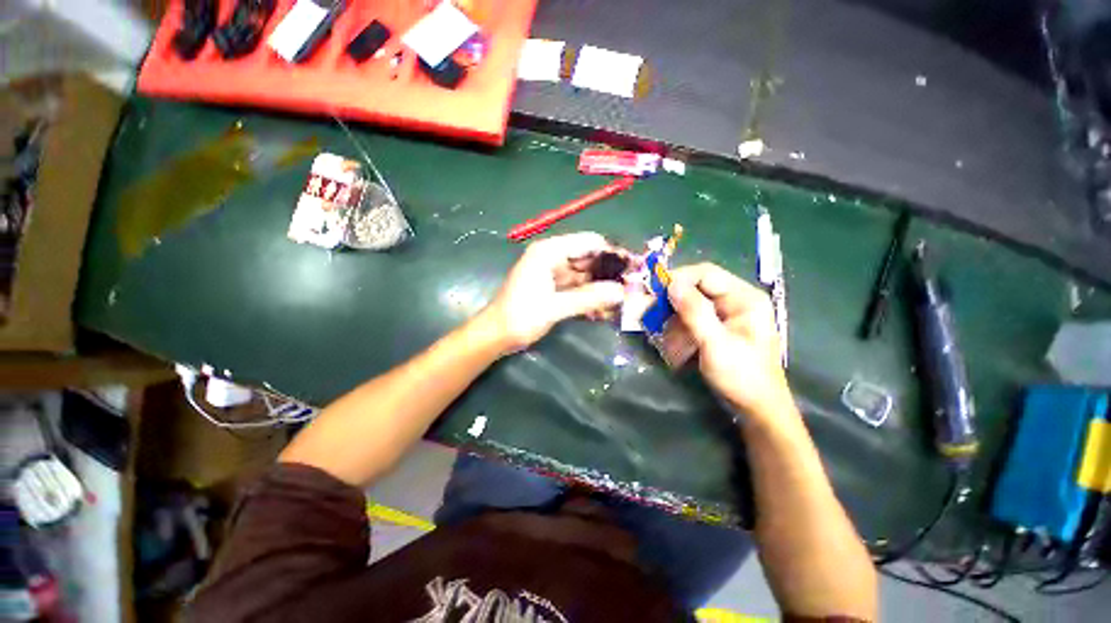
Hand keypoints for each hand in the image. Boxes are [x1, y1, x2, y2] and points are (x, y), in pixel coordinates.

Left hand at [481, 232, 624, 352]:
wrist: (495, 336)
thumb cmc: (520, 317)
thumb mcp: (555, 307)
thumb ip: (589, 298)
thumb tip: (622, 292)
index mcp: (548, 252)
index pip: (588, 243)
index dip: (612, 253)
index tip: (633, 268)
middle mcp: (552, 257)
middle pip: (588, 259)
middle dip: (609, 274)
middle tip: (632, 288)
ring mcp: (552, 273)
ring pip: (585, 276)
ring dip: (601, 288)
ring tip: (623, 302)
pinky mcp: (553, 288)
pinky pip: (577, 288)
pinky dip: (589, 297)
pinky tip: (604, 311)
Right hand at [667, 263, 792, 418]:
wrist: (756, 409)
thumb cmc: (741, 376)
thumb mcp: (716, 344)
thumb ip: (695, 312)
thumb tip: (672, 284)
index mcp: (745, 298)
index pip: (706, 274)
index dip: (679, 278)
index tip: (654, 290)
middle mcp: (736, 301)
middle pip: (697, 287)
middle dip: (672, 298)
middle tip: (649, 309)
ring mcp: (726, 315)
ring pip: (691, 302)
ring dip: (672, 313)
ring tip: (657, 326)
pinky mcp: (717, 327)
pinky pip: (692, 317)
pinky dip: (678, 324)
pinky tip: (669, 337)